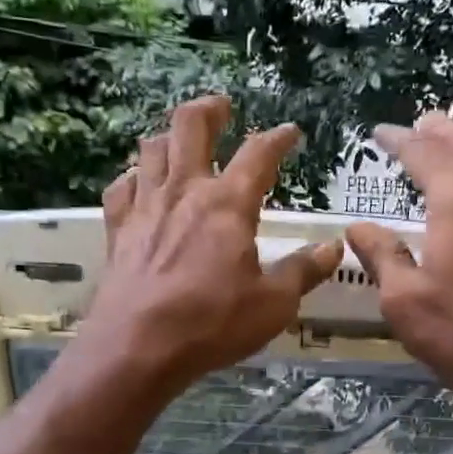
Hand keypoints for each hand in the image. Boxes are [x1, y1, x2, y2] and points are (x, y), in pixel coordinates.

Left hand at [83, 95, 342, 395]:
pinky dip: (133, 178)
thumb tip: (334, 248)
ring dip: (168, 136)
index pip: (258, 155)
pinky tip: (139, 184)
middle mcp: (185, 192)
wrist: (137, 347)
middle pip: (190, 127)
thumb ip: (304, 271)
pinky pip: (121, 188)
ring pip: (151, 149)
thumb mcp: (273, 304)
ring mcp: (146, 208)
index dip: (277, 138)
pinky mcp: (118, 230)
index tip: (290, 132)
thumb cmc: (212, 323)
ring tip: (180, 140)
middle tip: (222, 107)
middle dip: (209, 110)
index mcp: (228, 204)